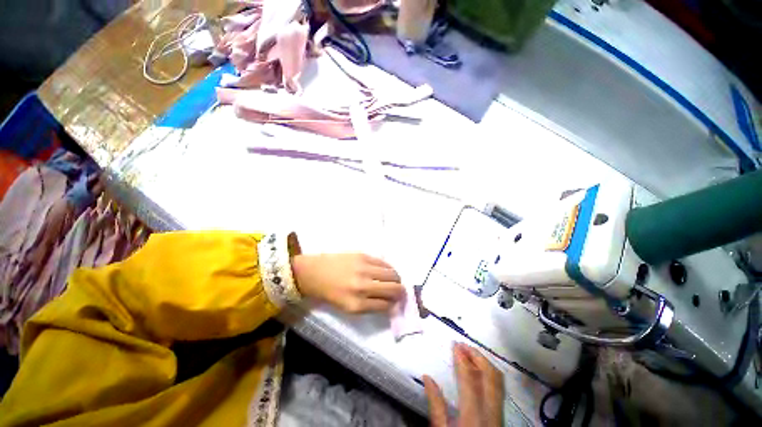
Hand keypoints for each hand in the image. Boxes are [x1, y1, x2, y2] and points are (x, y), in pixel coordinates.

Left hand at [291, 253, 404, 313]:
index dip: (394, 305)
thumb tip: (391, 303)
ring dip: (396, 279)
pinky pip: (384, 262)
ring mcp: (364, 269)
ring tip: (393, 280)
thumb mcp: (348, 308)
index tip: (397, 303)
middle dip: (400, 292)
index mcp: (357, 305)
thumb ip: (370, 306)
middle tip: (399, 291)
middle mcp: (363, 287)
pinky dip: (388, 268)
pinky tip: (386, 270)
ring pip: (392, 274)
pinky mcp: (363, 256)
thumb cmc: (330, 293)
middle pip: (394, 289)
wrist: (314, 272)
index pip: (386, 306)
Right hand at [423, 343, 504, 426]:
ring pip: (498, 381)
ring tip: (471, 353)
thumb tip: (427, 377)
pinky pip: (499, 388)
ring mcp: (499, 413)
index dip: (462, 359)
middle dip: (477, 356)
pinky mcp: (501, 415)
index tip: (455, 345)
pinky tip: (480, 370)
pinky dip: (490, 373)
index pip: (469, 378)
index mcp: (473, 415)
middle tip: (463, 345)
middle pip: (490, 376)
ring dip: (485, 363)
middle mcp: (491, 411)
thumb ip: (436, 405)